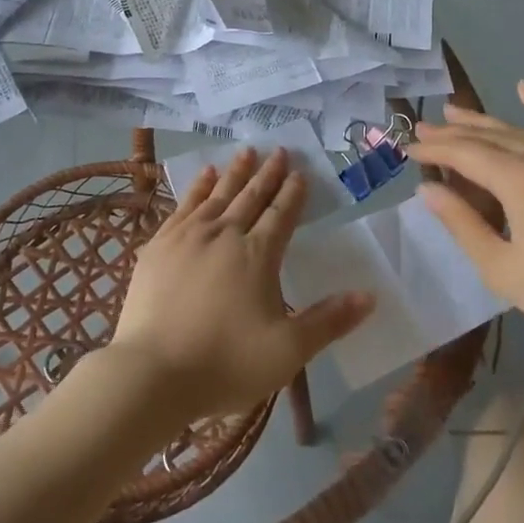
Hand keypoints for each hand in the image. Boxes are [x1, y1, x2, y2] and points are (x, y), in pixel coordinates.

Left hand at [110, 147, 372, 421]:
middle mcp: (224, 235)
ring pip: (217, 195)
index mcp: (257, 255)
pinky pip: (184, 205)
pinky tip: (204, 176)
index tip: (300, 172)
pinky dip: (197, 187)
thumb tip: (370, 296)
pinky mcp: (159, 245)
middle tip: (278, 150)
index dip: (293, 193)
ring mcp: (188, 236)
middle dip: (267, 174)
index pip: (281, 215)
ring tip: (246, 152)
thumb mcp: (288, 351)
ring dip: (234, 173)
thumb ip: (329, 321)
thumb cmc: (226, 363)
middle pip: (250, 197)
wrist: (153, 371)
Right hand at [413, 82, 523, 361]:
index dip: (433, 150)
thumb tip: (429, 188)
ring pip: (519, 129)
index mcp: (520, 181)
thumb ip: (461, 223)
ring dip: (483, 122)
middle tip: (421, 129)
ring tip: (453, 113)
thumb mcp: (501, 268)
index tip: (406, 149)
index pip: (464, 153)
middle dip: (451, 133)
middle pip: (488, 137)